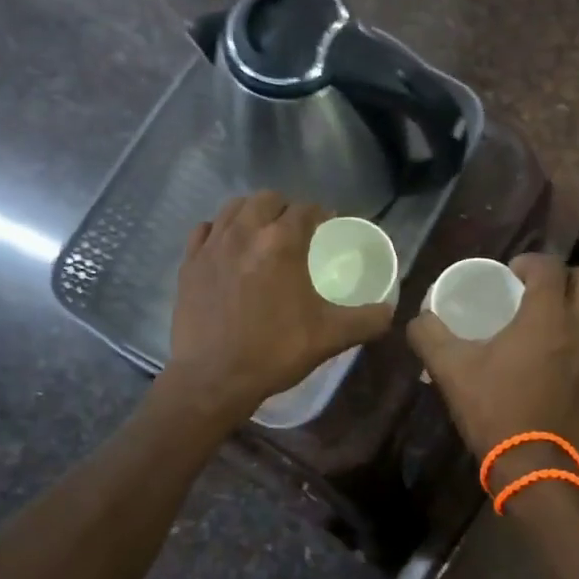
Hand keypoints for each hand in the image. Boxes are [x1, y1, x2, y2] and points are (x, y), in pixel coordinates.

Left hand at [163, 192, 393, 420]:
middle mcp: (245, 233)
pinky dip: (219, 230)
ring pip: (233, 208)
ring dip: (252, 213)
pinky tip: (226, 247)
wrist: (212, 378)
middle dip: (285, 208)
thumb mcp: (330, 337)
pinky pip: (204, 230)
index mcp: (281, 243)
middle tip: (296, 230)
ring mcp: (212, 246)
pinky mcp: (188, 263)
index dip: (321, 214)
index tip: (328, 226)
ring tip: (262, 233)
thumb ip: (367, 320)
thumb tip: (390, 311)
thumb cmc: (274, 352)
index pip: (306, 210)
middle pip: (267, 200)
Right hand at [408, 254, 578, 462]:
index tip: (512, 273)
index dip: (529, 262)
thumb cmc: (494, 410)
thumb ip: (430, 335)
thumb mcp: (451, 369)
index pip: (548, 266)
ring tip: (562, 314)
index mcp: (546, 316)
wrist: (534, 464)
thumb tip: (419, 317)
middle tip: (540, 291)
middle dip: (564, 276)